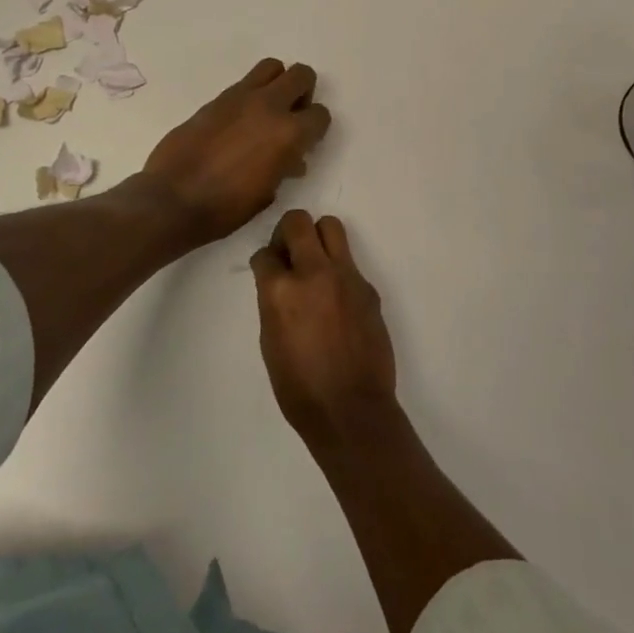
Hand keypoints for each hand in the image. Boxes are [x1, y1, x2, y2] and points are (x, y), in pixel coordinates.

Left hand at [141, 59, 331, 244]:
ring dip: (277, 83)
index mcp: (289, 133)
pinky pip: (244, 83)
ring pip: (272, 67)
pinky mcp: (216, 99)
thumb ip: (284, 168)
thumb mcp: (267, 193)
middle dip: (304, 93)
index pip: (320, 114)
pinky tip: (240, 120)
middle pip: (301, 75)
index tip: (305, 143)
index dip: (316, 129)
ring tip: (268, 109)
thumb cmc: (225, 208)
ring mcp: (240, 97)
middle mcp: (269, 106)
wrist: (172, 199)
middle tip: (292, 115)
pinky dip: (251, 94)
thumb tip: (292, 160)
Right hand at [251, 210, 398, 448]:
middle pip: (298, 221)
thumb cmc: (299, 388)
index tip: (268, 271)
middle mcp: (314, 272)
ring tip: (314, 265)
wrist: (351, 410)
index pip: (265, 253)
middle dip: (287, 232)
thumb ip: (273, 301)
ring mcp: (346, 277)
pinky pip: (350, 263)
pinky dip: (338, 272)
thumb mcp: (270, 341)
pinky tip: (337, 302)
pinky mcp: (368, 288)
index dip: (264, 262)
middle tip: (288, 255)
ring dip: (317, 238)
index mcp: (281, 290)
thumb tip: (279, 282)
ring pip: (331, 227)